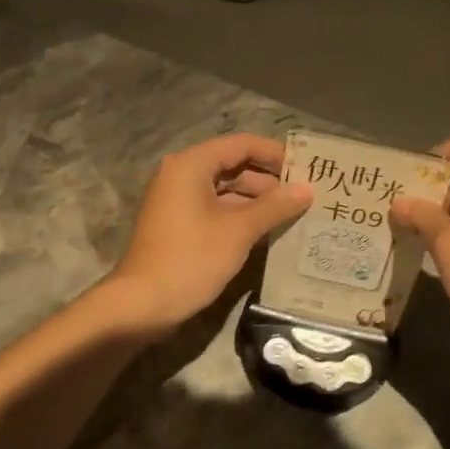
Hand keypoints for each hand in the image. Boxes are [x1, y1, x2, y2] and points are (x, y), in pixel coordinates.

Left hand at [107, 133, 311, 334]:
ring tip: (293, 215)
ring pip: (225, 190)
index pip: (241, 144)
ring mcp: (177, 200)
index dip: (275, 153)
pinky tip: (267, 232)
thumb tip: (307, 189)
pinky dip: (239, 217)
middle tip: (305, 196)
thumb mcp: (238, 231)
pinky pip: (215, 210)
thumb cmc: (191, 259)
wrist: (142, 304)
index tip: (306, 167)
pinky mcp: (178, 224)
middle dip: (268, 181)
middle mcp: (181, 175)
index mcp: (191, 165)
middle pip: (233, 166)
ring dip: (256, 202)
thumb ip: (274, 206)